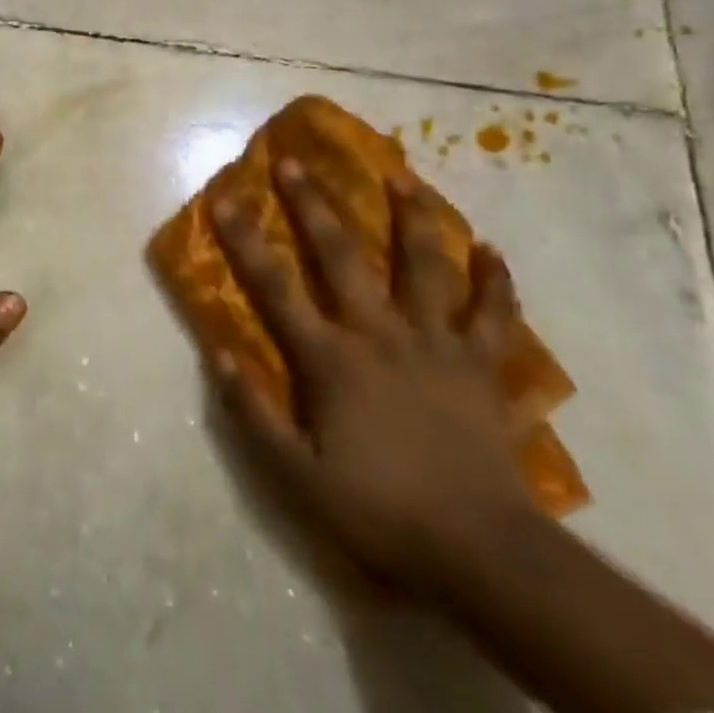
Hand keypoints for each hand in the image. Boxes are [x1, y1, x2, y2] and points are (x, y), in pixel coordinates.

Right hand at [211, 161, 532, 599]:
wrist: (481, 552)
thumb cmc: (379, 511)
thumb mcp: (295, 476)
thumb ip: (253, 413)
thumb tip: (219, 355)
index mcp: (332, 359)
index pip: (275, 287)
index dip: (244, 240)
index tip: (225, 198)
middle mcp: (381, 334)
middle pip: (341, 255)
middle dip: (313, 204)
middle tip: (295, 161)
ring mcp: (437, 345)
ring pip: (425, 266)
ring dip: (411, 217)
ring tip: (401, 175)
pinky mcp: (482, 367)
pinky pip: (493, 314)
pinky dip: (494, 280)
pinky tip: (491, 249)